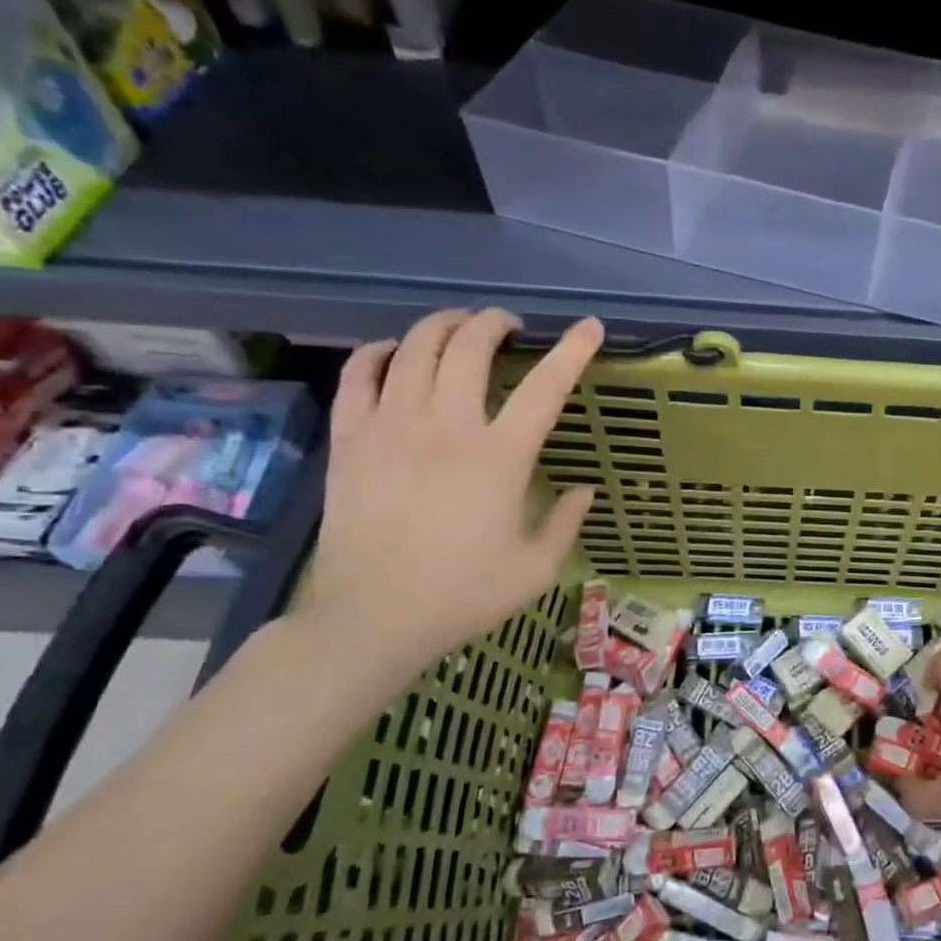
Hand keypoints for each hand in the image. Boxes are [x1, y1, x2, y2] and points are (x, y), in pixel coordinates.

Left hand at [298, 308, 602, 681]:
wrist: (372, 618)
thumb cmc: (463, 595)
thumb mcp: (536, 568)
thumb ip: (566, 523)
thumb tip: (584, 490)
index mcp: (500, 458)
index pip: (545, 387)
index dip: (572, 350)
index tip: (589, 326)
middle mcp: (447, 428)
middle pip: (469, 347)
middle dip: (493, 322)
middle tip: (507, 325)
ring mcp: (392, 428)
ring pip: (414, 349)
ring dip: (442, 325)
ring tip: (458, 326)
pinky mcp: (351, 440)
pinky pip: (359, 376)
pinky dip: (379, 353)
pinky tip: (392, 352)